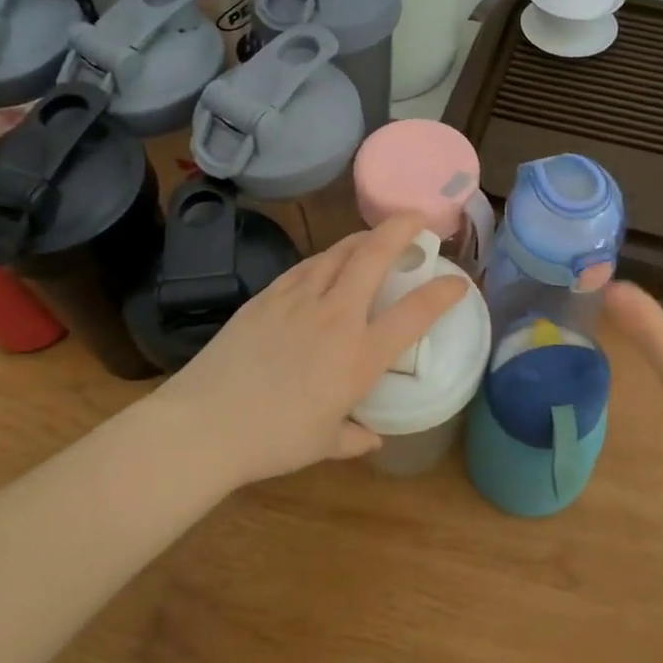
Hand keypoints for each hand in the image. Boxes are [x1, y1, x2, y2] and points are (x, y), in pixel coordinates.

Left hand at [159, 214, 469, 487]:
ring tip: (375, 236)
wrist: (204, 425)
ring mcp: (298, 300)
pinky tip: (326, 262)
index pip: (414, 313)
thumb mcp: (323, 443)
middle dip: (400, 229)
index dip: (443, 292)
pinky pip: (305, 266)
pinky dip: (325, 258)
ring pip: (338, 252)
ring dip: (363, 238)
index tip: (457, 282)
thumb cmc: (272, 440)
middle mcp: (335, 317)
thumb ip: (354, 437)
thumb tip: (372, 438)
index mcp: (359, 356)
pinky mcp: (267, 296)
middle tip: (416, 219)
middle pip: (374, 256)